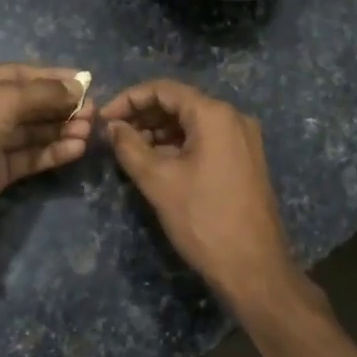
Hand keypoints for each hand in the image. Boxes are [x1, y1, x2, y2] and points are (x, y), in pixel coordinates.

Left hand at [0, 63, 92, 237]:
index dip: (54, 78)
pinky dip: (51, 151)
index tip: (87, 83)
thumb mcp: (2, 100)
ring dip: (60, 129)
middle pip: (29, 103)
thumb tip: (78, 87)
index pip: (20, 74)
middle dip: (61, 106)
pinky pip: (29, 156)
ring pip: (31, 131)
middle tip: (93, 112)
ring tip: (89, 131)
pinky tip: (76, 149)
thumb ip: (43, 93)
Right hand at [101, 80, 308, 311]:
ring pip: (192, 123)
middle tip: (113, 136)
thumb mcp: (158, 181)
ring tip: (130, 151)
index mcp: (215, 115)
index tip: (103, 119)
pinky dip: (179, 145)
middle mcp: (233, 118)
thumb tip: (112, 127)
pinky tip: (157, 163)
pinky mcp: (245, 161)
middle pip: (180, 103)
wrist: (253, 268)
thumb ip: (129, 147)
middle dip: (143, 115)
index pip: (164, 89)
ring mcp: (243, 140)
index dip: (129, 99)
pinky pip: (206, 140)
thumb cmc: (203, 219)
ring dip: (159, 132)